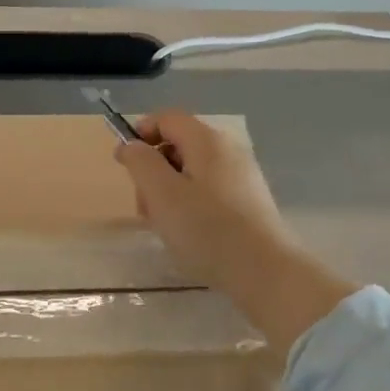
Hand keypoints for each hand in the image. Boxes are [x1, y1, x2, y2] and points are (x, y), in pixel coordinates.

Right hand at [114, 111, 358, 351]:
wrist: (265, 272)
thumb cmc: (207, 229)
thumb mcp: (161, 194)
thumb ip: (140, 162)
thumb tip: (131, 145)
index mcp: (207, 141)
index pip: (166, 118)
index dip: (140, 134)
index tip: (124, 165)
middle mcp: (228, 150)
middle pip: (179, 145)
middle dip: (153, 170)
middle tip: (145, 206)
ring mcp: (242, 175)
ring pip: (192, 171)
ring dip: (169, 192)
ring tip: (165, 226)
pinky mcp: (249, 201)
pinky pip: (209, 190)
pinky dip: (190, 204)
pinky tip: (189, 234)